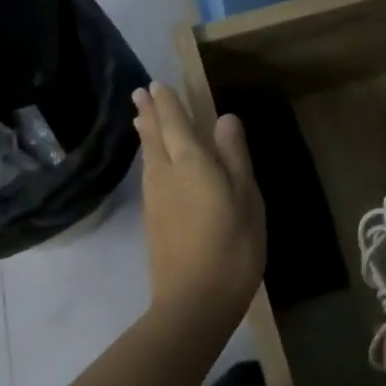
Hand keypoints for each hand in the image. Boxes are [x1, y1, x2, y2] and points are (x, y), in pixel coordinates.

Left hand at [132, 84, 265, 333]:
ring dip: (146, 134)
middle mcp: (165, 174)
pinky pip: (148, 174)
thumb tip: (225, 118)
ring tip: (141, 118)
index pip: (175, 123)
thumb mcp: (246, 198)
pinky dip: (148, 157)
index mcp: (191, 163)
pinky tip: (151, 162)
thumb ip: (234, 156)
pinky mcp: (152, 220)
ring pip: (148, 156)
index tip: (157, 84)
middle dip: (149, 113)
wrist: (193, 301)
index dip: (168, 102)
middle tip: (139, 93)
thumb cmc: (231, 246)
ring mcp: (154, 199)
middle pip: (154, 136)